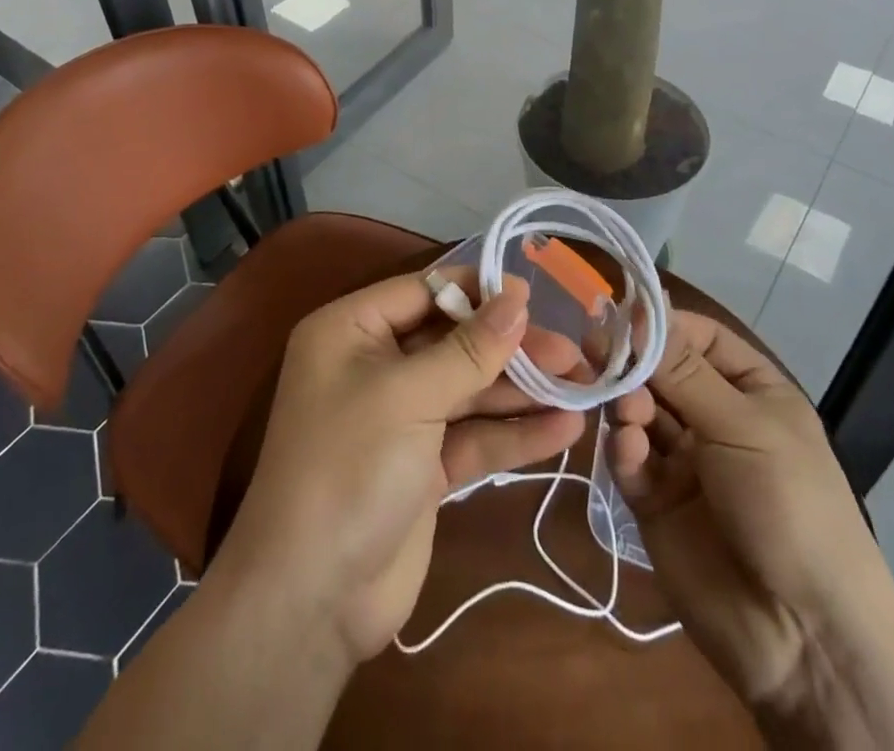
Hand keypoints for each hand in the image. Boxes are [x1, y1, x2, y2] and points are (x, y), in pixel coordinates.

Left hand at [215, 270, 585, 665]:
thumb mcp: (409, 396)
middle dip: (510, 348)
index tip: (533, 296)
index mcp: (352, 330)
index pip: (423, 292)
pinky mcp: (424, 467)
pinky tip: (565, 429)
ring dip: (522, 390)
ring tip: (583, 384)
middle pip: (453, 341)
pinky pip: (473, 436)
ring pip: (469, 390)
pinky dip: (514, 433)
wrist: (311, 600)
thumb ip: (469, 349)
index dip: (478, 292)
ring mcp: (401, 419)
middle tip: (571, 351)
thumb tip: (516, 297)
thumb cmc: (350, 467)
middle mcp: (375, 365)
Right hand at [609, 310, 893, 715]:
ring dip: (627, 403)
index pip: (697, 337)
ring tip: (625, 412)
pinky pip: (631, 460)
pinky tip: (629, 451)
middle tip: (596, 351)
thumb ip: (682, 370)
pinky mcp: (656, 501)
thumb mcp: (742, 426)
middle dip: (633, 363)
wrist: (803, 637)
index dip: (660, 325)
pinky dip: (624, 449)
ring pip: (639, 411)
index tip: (620, 315)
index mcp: (751, 392)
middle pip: (660, 372)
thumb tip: (637, 309)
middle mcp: (715, 418)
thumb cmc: (789, 505)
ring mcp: (684, 461)